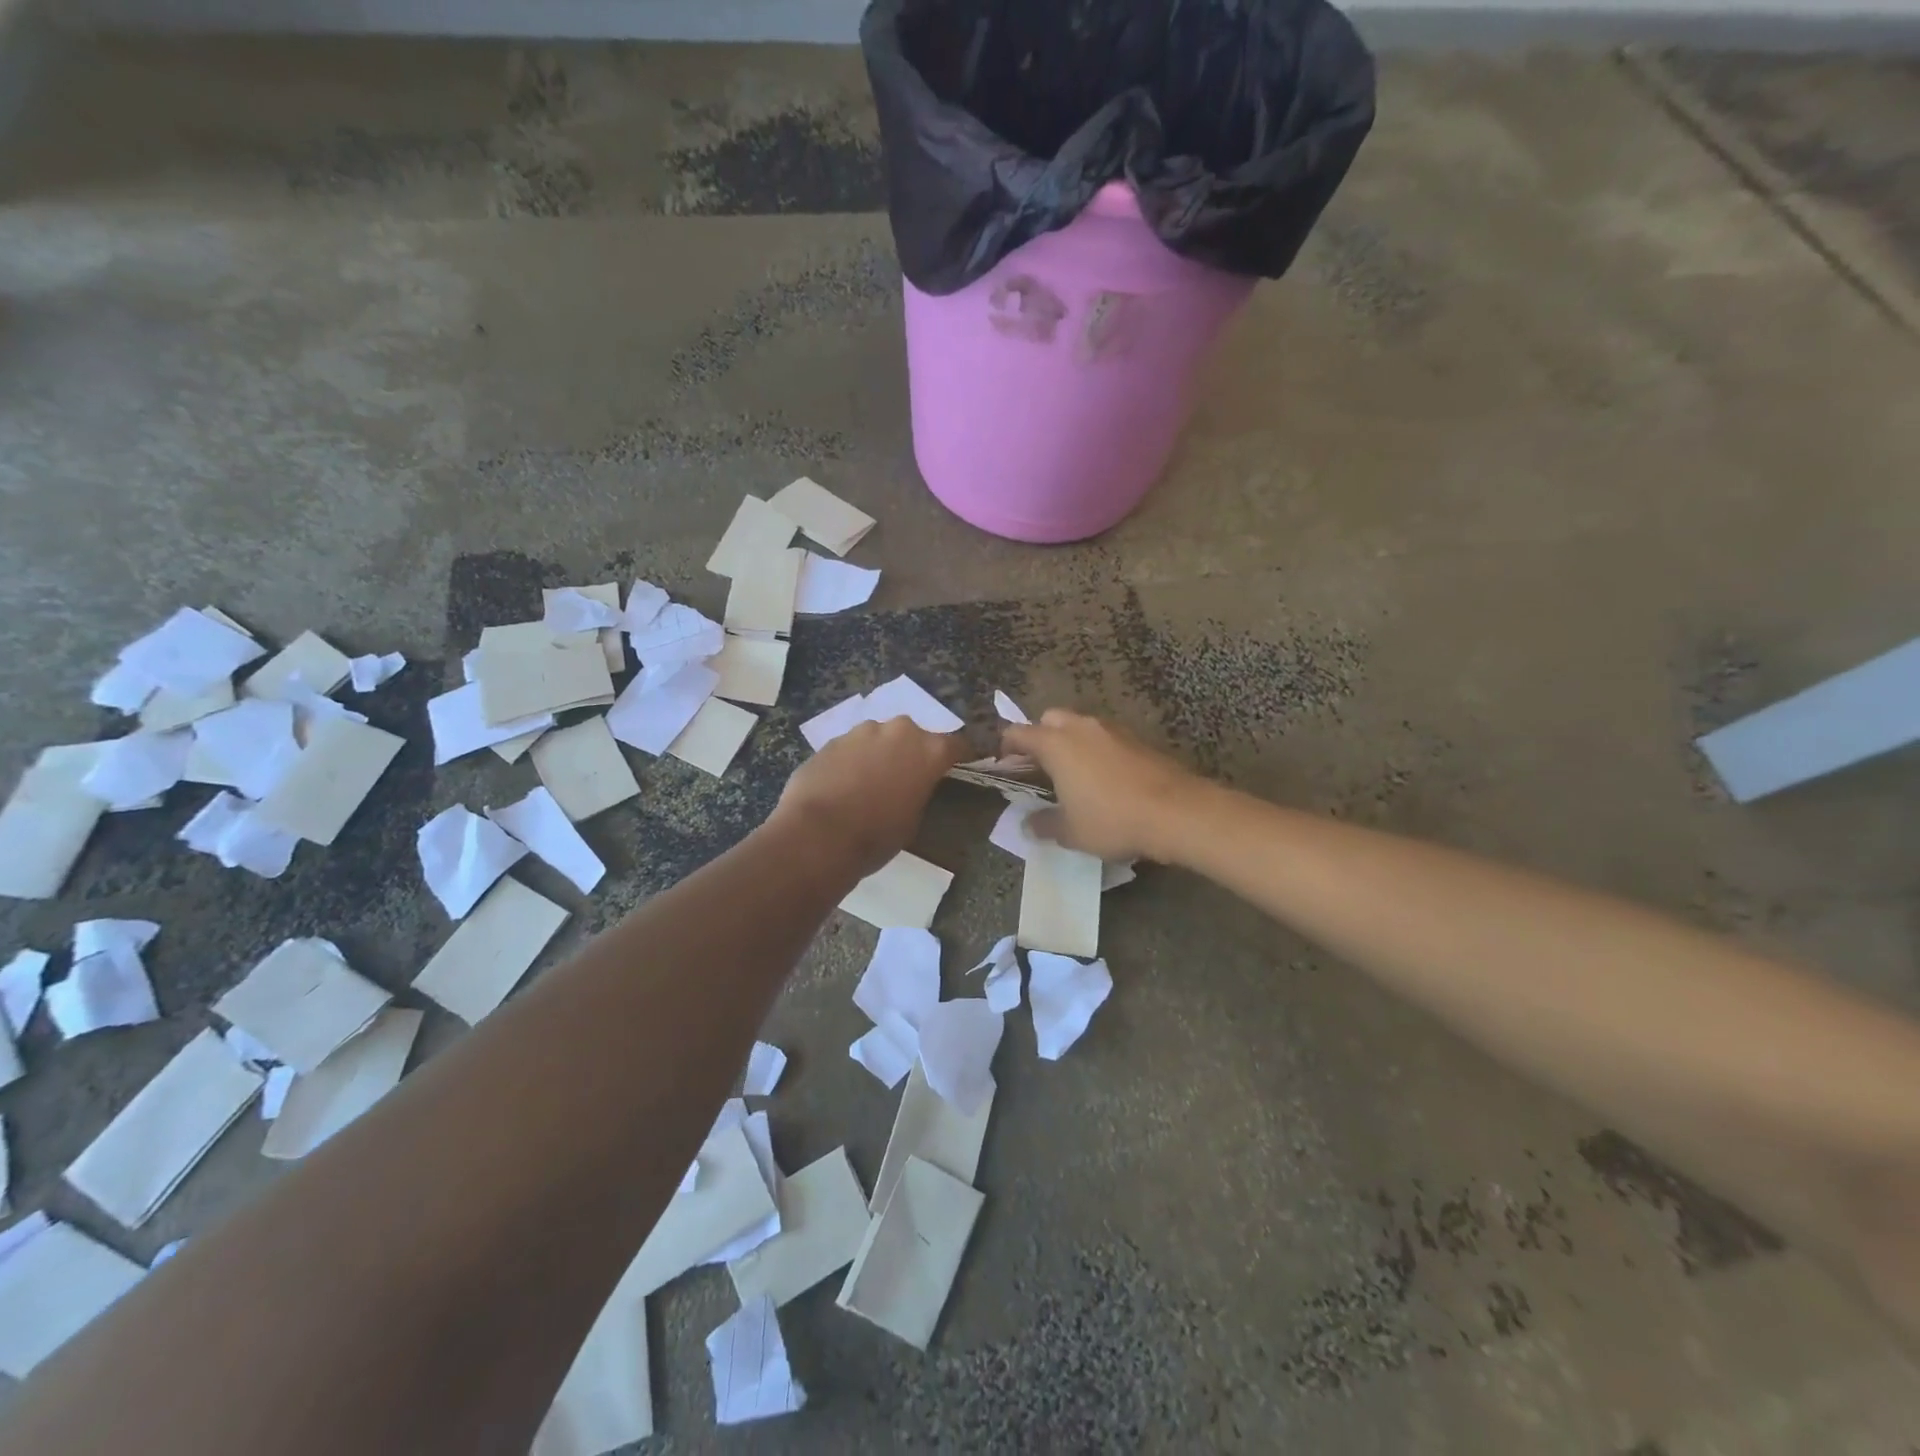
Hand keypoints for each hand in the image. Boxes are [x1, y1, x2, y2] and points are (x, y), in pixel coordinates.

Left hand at [773, 717, 969, 875]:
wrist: (818, 834)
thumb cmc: (877, 834)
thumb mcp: (913, 819)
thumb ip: (919, 791)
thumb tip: (912, 785)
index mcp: (930, 750)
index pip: (958, 745)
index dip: (960, 756)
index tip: (961, 765)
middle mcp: (899, 731)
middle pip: (915, 736)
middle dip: (913, 752)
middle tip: (907, 777)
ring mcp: (862, 731)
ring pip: (880, 738)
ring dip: (881, 753)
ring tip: (870, 782)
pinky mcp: (832, 740)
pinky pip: (852, 747)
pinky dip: (854, 760)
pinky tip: (844, 784)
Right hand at [1001, 710, 1200, 862]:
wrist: (1176, 812)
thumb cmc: (1112, 819)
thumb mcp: (1071, 832)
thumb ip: (1044, 825)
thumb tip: (1028, 824)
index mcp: (1056, 744)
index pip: (1018, 733)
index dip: (1006, 748)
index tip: (1006, 766)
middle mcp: (1081, 727)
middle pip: (1050, 719)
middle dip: (1040, 737)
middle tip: (1040, 767)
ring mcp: (1112, 729)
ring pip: (1080, 725)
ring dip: (1071, 742)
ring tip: (1072, 774)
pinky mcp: (1137, 739)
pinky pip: (1105, 738)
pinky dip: (1097, 750)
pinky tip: (1104, 778)